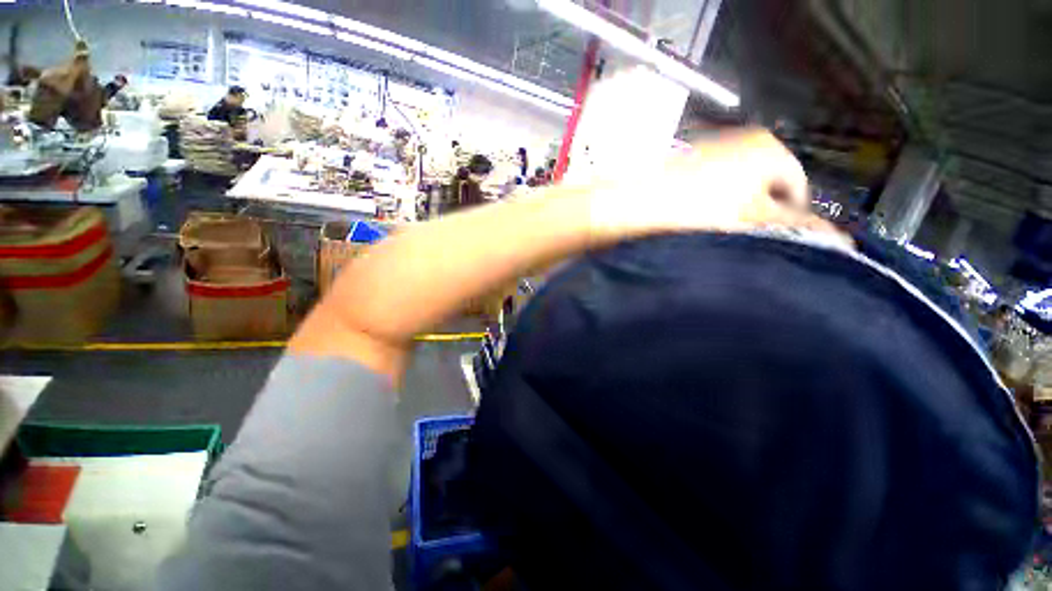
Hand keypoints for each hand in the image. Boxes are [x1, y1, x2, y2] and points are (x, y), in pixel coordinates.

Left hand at [589, 129, 818, 239]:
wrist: (627, 207)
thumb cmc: (693, 211)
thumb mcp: (753, 222)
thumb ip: (798, 229)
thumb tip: (840, 242)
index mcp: (769, 149)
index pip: (799, 190)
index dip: (789, 222)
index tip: (768, 244)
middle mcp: (742, 142)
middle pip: (765, 190)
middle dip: (756, 217)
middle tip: (736, 241)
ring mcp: (709, 152)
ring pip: (734, 192)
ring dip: (729, 214)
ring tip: (708, 234)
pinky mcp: (682, 167)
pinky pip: (707, 192)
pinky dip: (705, 208)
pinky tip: (688, 224)